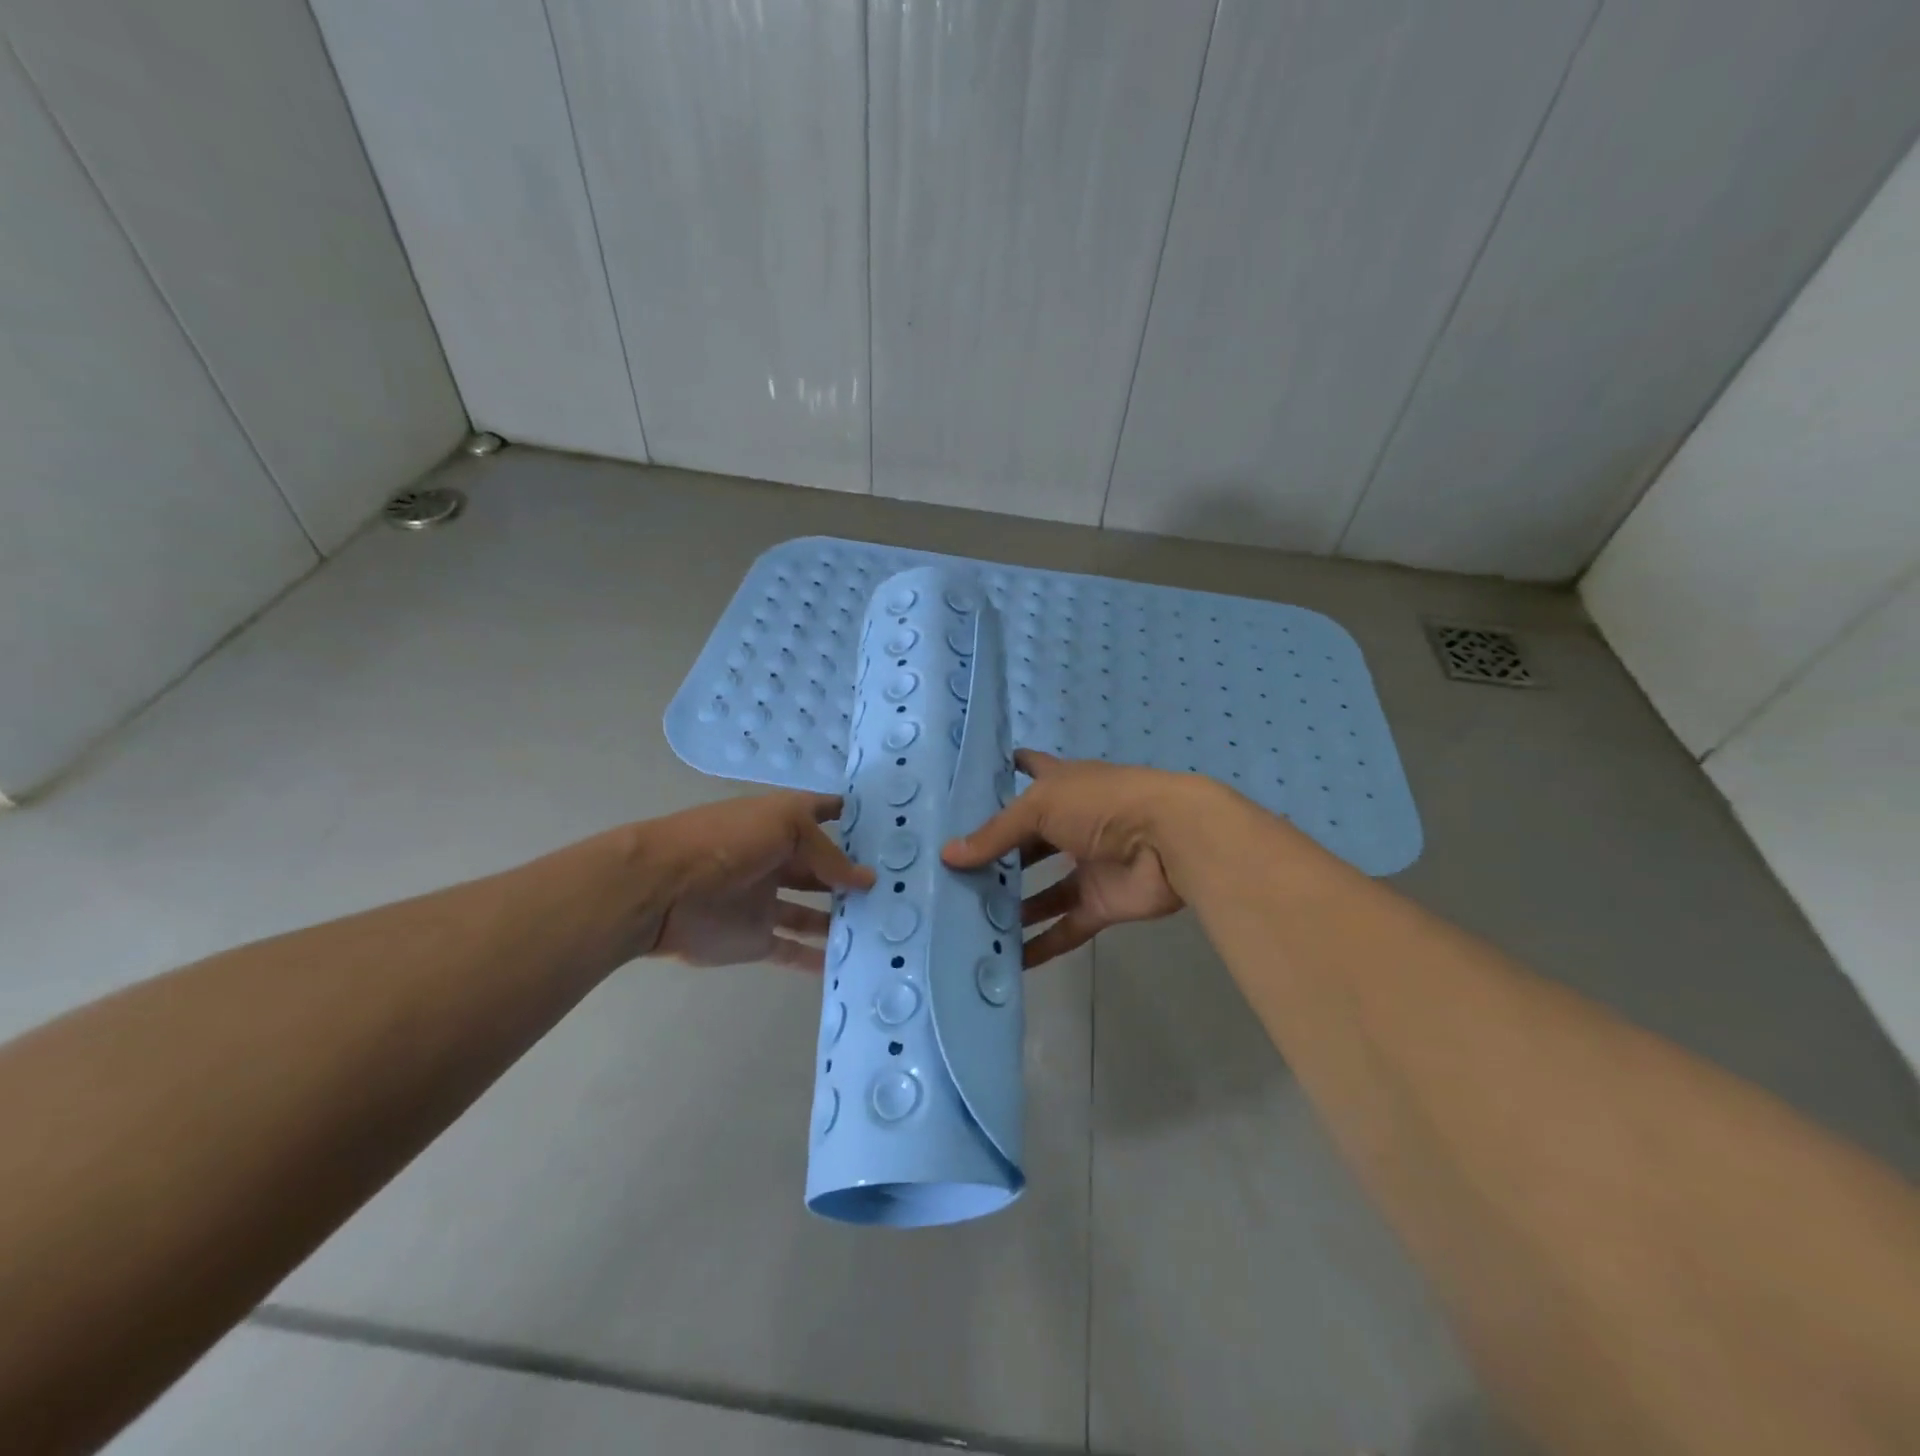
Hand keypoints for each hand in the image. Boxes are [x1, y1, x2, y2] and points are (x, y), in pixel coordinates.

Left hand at [648, 792, 874, 969]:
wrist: (659, 889)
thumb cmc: (726, 842)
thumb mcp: (785, 827)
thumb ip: (827, 854)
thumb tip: (866, 880)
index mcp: (782, 822)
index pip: (823, 812)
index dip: (852, 816)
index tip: (890, 827)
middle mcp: (778, 859)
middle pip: (823, 869)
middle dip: (855, 876)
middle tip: (901, 889)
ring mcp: (767, 901)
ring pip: (813, 912)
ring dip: (843, 918)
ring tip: (883, 927)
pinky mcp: (756, 939)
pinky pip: (793, 950)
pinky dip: (818, 959)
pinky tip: (850, 964)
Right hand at [941, 751, 1191, 967]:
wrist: (1169, 840)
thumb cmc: (1101, 805)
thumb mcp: (1039, 807)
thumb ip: (995, 834)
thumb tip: (948, 856)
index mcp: (1062, 787)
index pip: (1031, 769)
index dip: (1008, 770)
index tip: (975, 782)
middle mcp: (1073, 824)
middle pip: (1029, 843)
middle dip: (997, 858)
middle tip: (953, 877)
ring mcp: (1088, 865)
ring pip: (1044, 891)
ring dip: (1014, 906)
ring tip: (971, 921)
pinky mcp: (1101, 903)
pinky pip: (1066, 927)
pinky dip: (1042, 945)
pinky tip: (1010, 962)